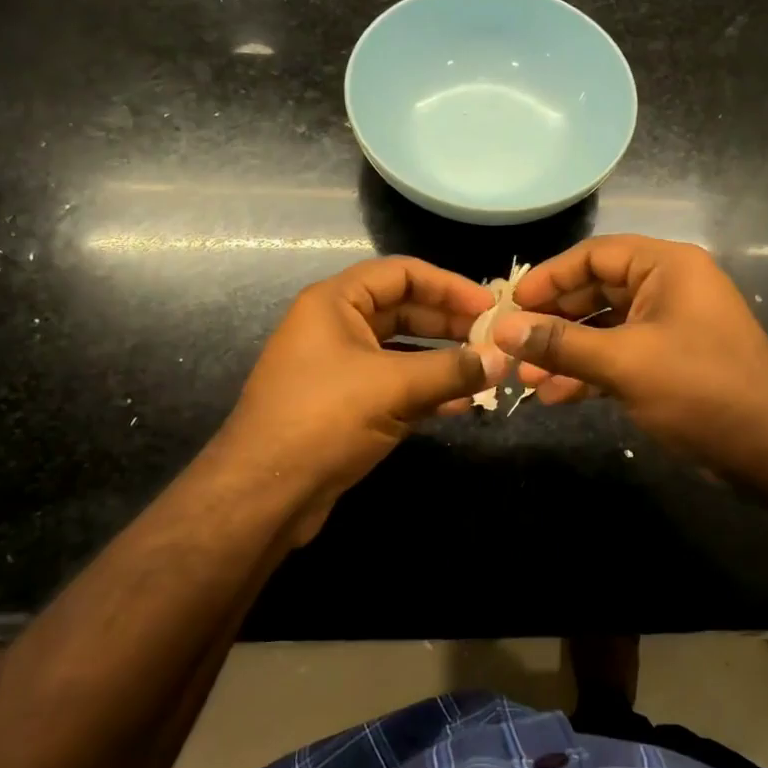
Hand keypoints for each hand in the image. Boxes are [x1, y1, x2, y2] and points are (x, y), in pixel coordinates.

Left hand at [221, 256, 502, 540]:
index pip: (402, 274)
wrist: (265, 494)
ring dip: (442, 359)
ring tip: (485, 371)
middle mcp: (335, 326)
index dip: (449, 286)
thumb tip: (502, 359)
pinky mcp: (345, 405)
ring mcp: (339, 367)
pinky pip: (394, 385)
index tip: (490, 307)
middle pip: (404, 310)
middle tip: (494, 340)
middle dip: (450, 324)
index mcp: (335, 302)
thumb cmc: (324, 419)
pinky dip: (426, 390)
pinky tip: (460, 404)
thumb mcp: (394, 388)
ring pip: (402, 351)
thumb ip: (452, 370)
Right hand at [493, 235, 767, 475]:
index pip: (594, 255)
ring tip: (526, 381)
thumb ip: (561, 343)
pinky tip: (556, 396)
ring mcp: (670, 326)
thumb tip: (502, 330)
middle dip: (553, 322)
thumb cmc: (700, 389)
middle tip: (512, 345)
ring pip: (604, 328)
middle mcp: (668, 287)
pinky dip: (590, 372)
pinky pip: (620, 355)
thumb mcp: (624, 363)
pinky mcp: (670, 361)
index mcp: (666, 267)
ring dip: (566, 352)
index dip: (549, 278)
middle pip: (596, 291)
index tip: (510, 305)